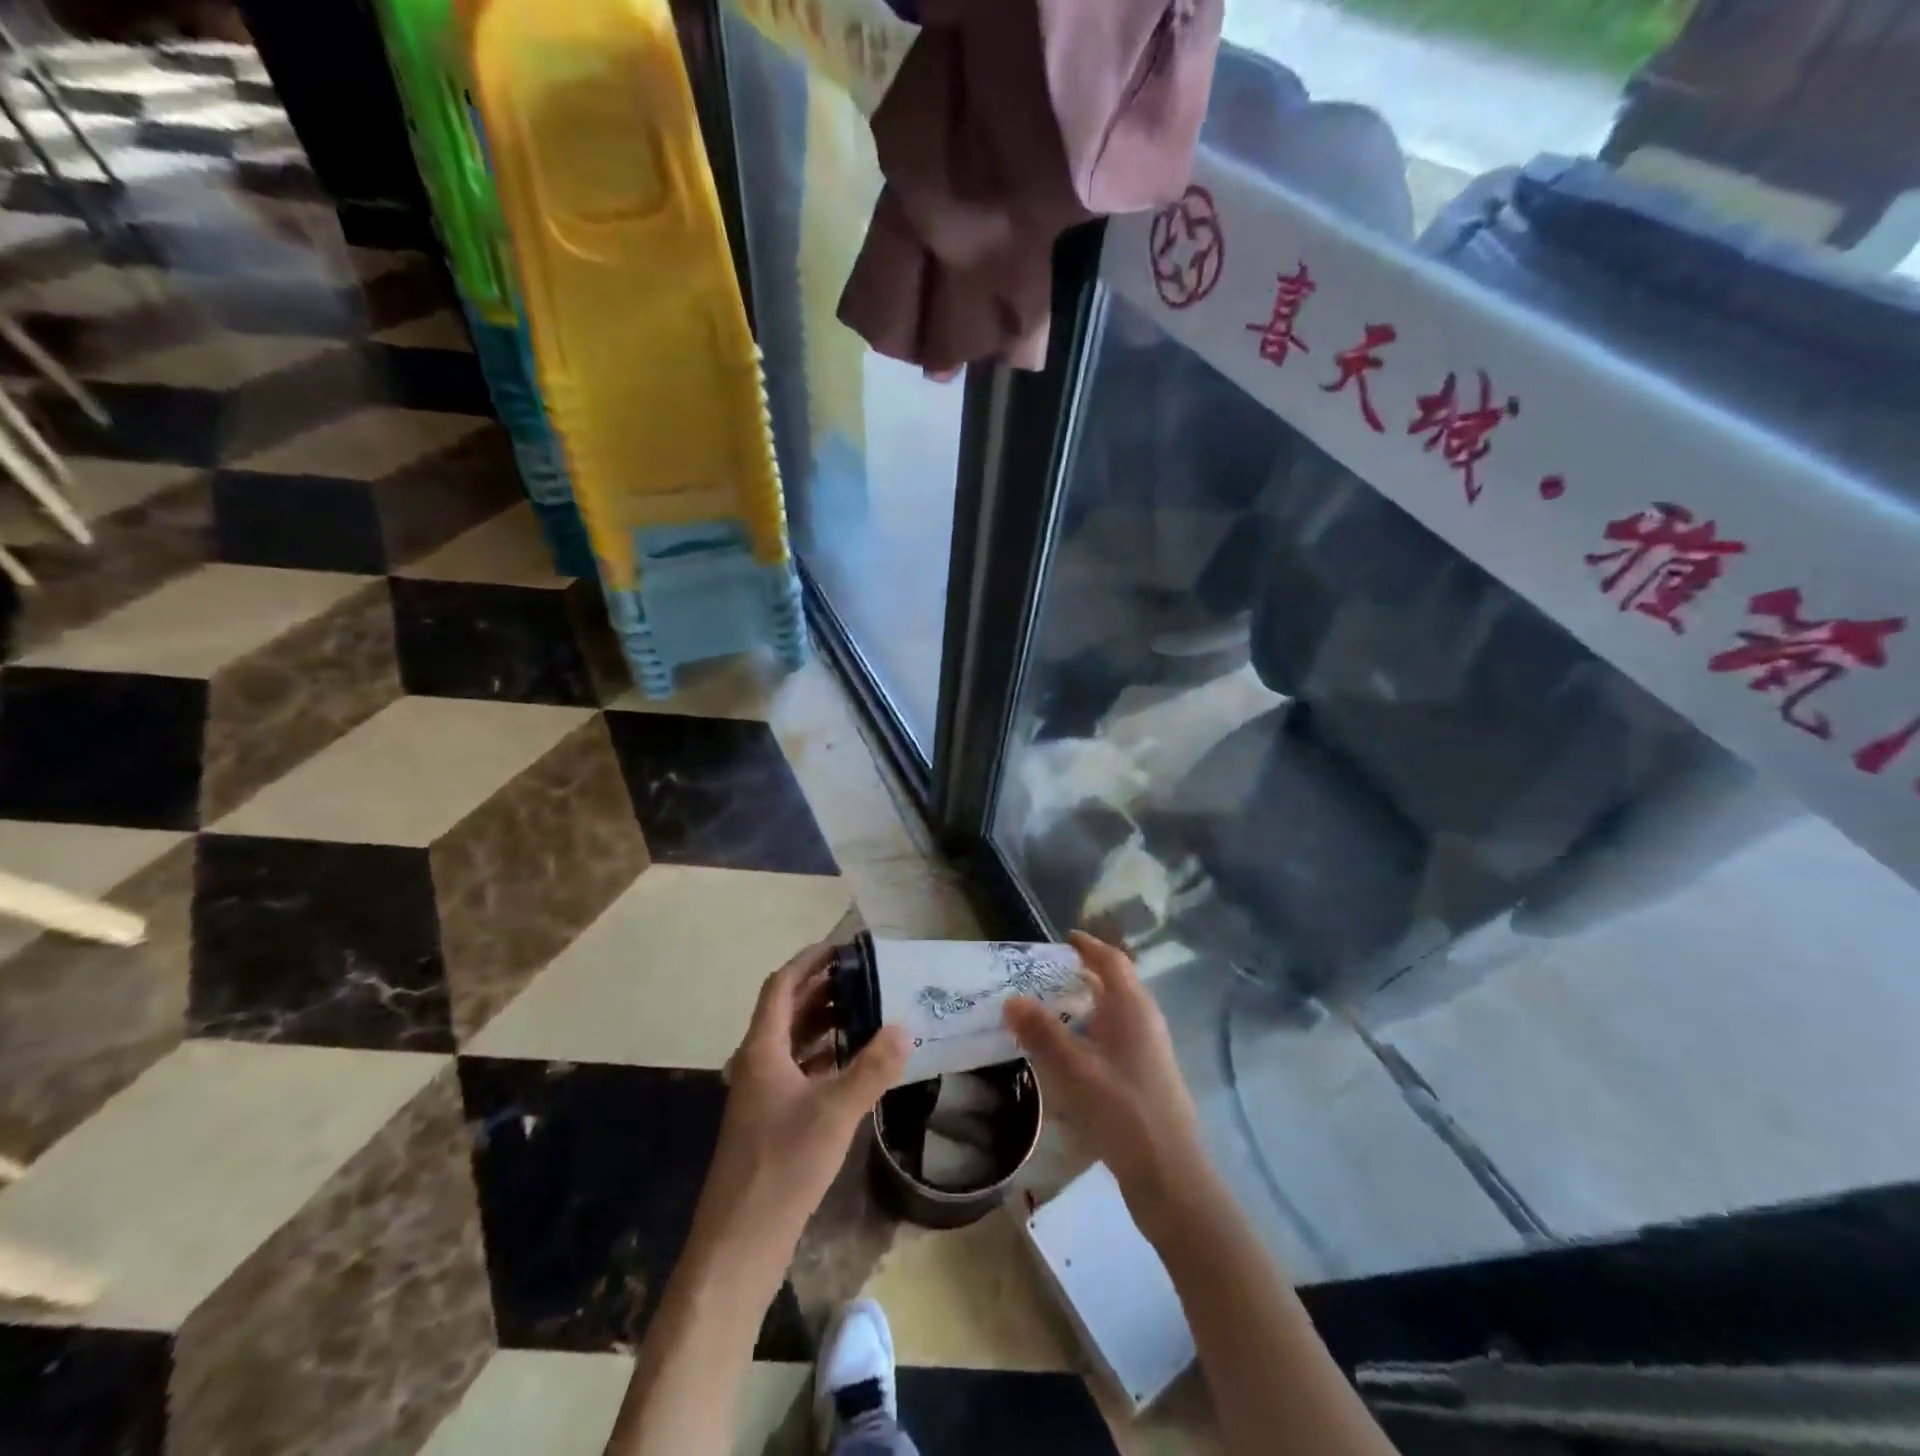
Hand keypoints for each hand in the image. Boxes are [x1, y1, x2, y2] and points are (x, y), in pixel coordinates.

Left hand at [693, 945, 908, 1265]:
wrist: (740, 1243)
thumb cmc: (782, 1166)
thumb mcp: (834, 1112)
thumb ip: (871, 1068)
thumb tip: (903, 1027)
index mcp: (762, 1049)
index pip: (781, 986)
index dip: (808, 962)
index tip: (843, 948)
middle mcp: (758, 1063)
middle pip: (788, 1010)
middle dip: (823, 989)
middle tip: (865, 977)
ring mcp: (763, 1093)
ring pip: (794, 1041)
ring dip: (824, 1022)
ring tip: (866, 1012)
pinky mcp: (771, 1120)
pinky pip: (799, 1070)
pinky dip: (824, 1056)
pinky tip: (853, 1063)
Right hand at [1005, 931, 1205, 1230]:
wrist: (1170, 1175)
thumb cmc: (1120, 1110)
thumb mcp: (1072, 1069)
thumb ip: (1041, 1032)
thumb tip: (1012, 998)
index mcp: (1132, 1007)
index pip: (1111, 960)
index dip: (1088, 946)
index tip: (1064, 938)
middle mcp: (1145, 1021)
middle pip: (1115, 985)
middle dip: (1083, 976)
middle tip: (1046, 975)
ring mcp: (1150, 1051)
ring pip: (1115, 1015)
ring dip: (1086, 1007)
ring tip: (1051, 1012)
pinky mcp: (1147, 1078)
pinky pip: (1116, 1040)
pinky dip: (1092, 1034)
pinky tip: (1070, 1056)